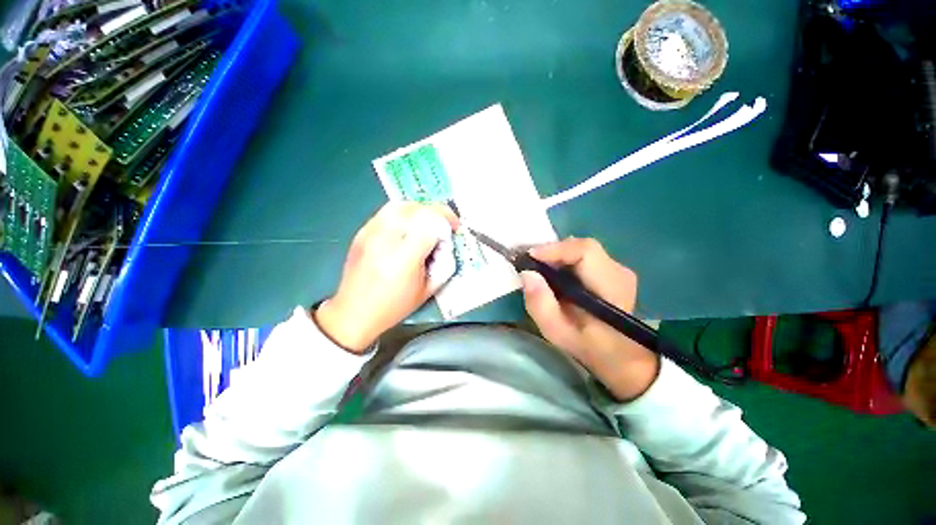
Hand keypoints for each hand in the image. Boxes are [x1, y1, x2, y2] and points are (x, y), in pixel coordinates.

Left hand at [315, 202, 458, 352]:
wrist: (353, 312)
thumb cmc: (394, 306)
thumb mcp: (428, 290)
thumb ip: (443, 263)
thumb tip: (447, 242)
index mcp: (404, 258)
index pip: (431, 222)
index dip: (447, 221)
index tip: (454, 229)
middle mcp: (385, 240)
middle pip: (417, 209)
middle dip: (436, 213)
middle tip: (443, 226)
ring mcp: (370, 233)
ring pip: (401, 205)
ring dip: (420, 211)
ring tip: (427, 224)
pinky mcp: (362, 232)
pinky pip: (387, 211)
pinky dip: (404, 214)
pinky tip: (408, 228)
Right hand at [520, 238, 658, 400]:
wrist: (619, 355)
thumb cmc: (588, 346)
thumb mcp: (557, 331)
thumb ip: (540, 304)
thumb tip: (526, 273)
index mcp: (610, 287)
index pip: (585, 251)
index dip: (555, 249)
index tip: (529, 257)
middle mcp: (618, 271)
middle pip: (581, 247)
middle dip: (552, 252)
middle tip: (530, 263)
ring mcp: (618, 269)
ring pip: (581, 249)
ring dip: (557, 255)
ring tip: (538, 268)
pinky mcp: (612, 270)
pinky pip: (583, 255)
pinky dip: (564, 260)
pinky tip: (554, 273)